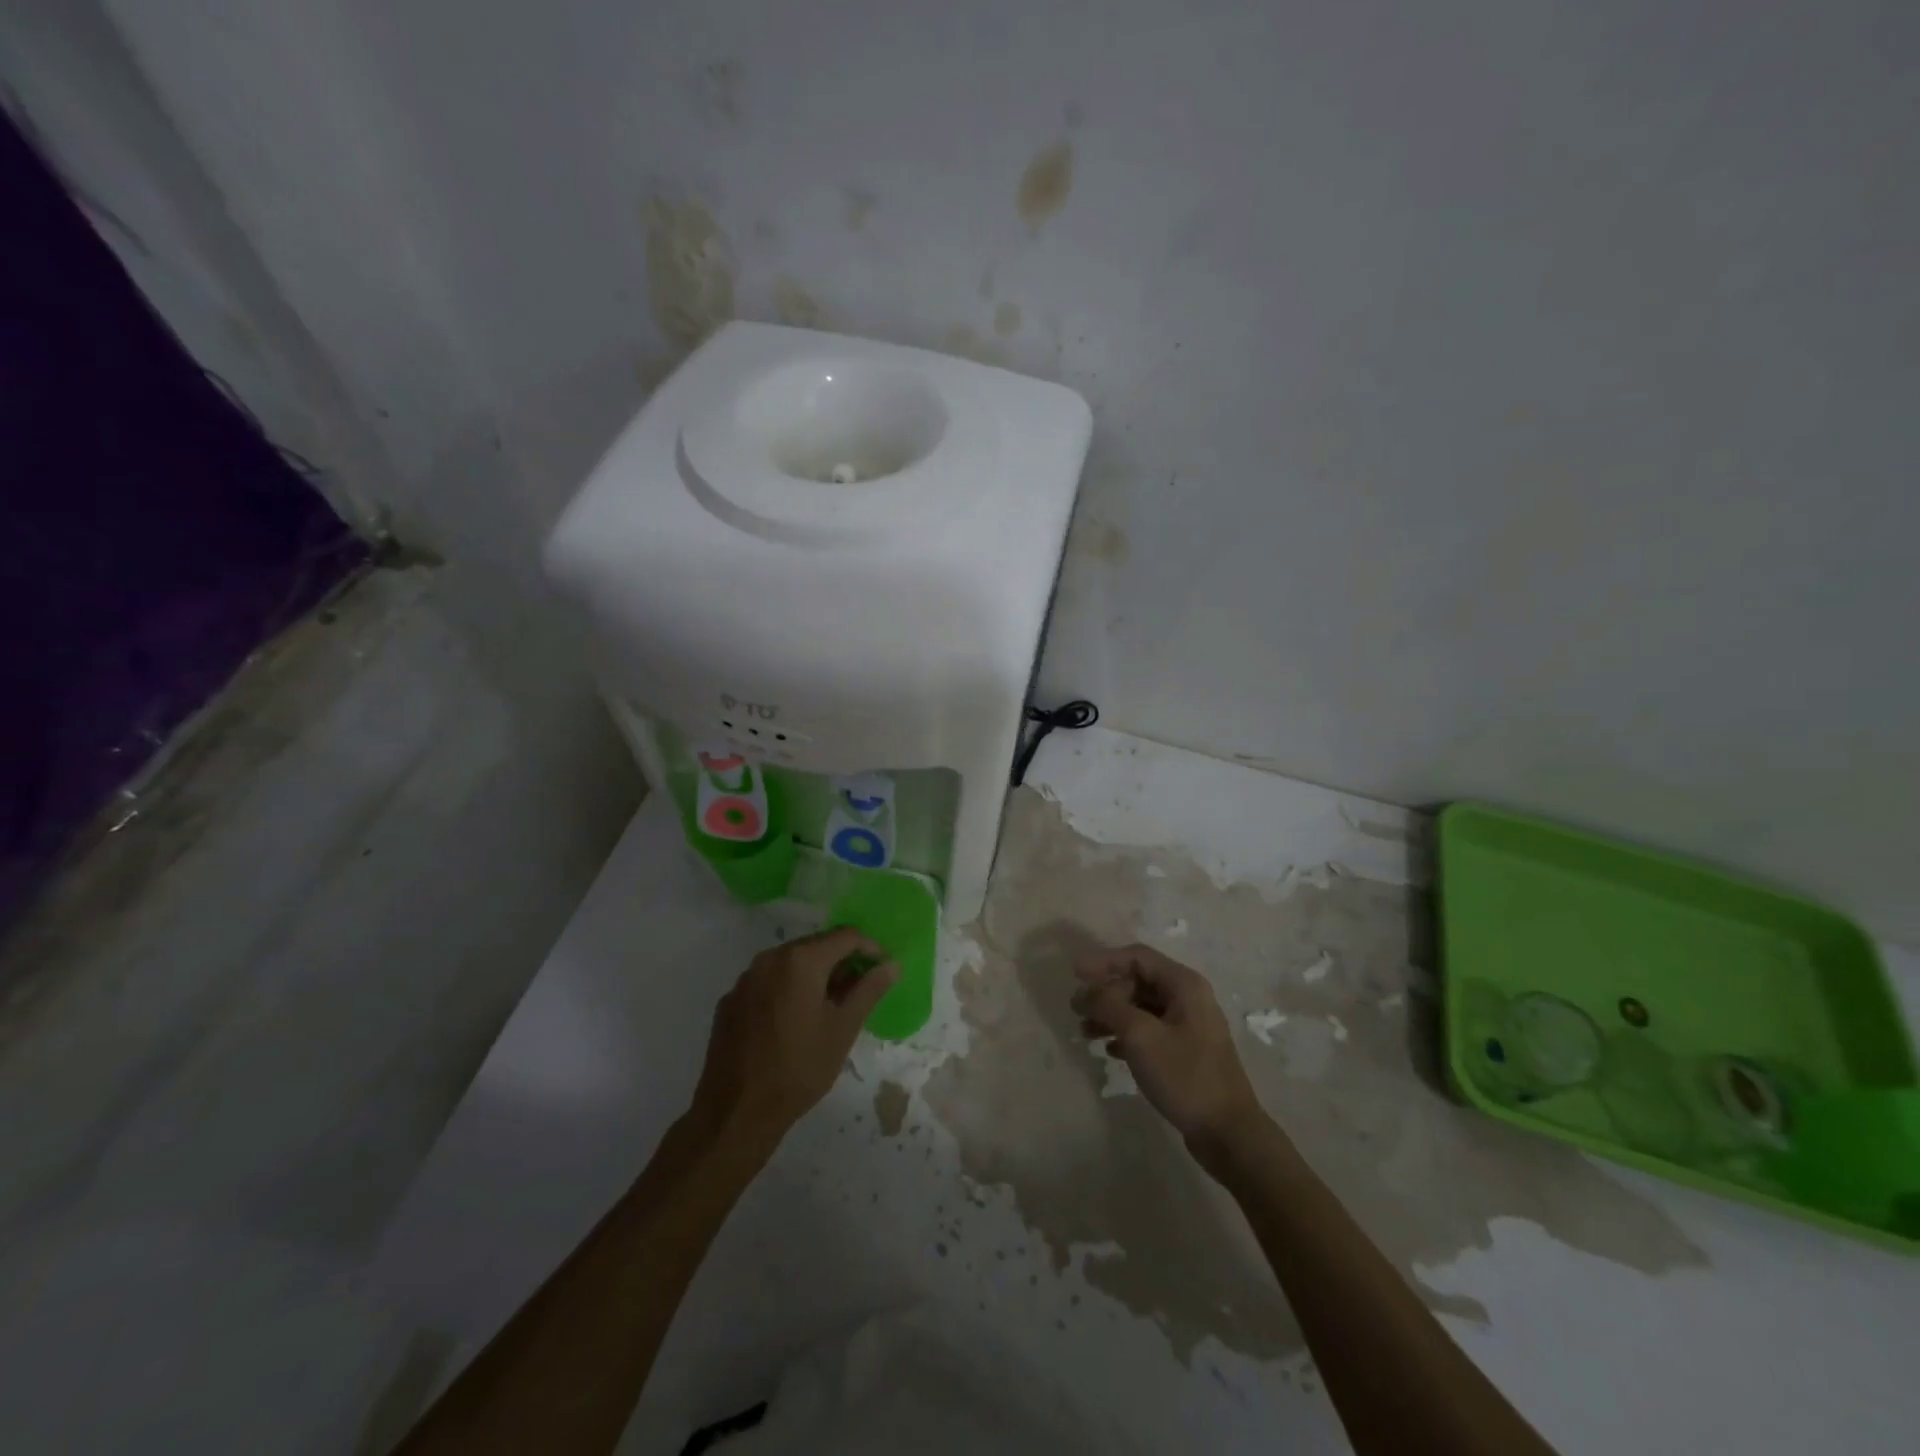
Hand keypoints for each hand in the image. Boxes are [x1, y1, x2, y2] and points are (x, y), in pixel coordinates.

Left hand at [691, 927, 897, 1152]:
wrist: (736, 1112)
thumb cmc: (799, 1068)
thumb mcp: (843, 1029)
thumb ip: (869, 990)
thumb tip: (892, 964)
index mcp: (800, 960)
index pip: (845, 936)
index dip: (870, 948)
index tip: (882, 970)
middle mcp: (769, 958)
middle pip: (816, 945)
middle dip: (841, 962)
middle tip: (859, 991)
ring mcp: (745, 979)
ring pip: (790, 963)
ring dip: (815, 976)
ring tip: (829, 1008)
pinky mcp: (730, 1000)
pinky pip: (768, 982)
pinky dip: (788, 990)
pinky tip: (794, 1022)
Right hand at [1074, 944, 1267, 1155]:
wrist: (1227, 1133)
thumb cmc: (1184, 1075)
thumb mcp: (1140, 1035)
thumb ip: (1108, 1006)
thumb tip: (1083, 993)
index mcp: (1184, 985)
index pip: (1137, 957)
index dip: (1103, 961)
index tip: (1075, 974)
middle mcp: (1189, 998)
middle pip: (1138, 981)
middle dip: (1106, 992)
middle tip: (1077, 1009)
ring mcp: (1189, 1026)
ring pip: (1142, 1007)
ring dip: (1112, 1015)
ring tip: (1085, 1032)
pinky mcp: (1186, 1052)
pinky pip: (1149, 1030)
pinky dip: (1127, 1035)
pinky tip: (1110, 1051)